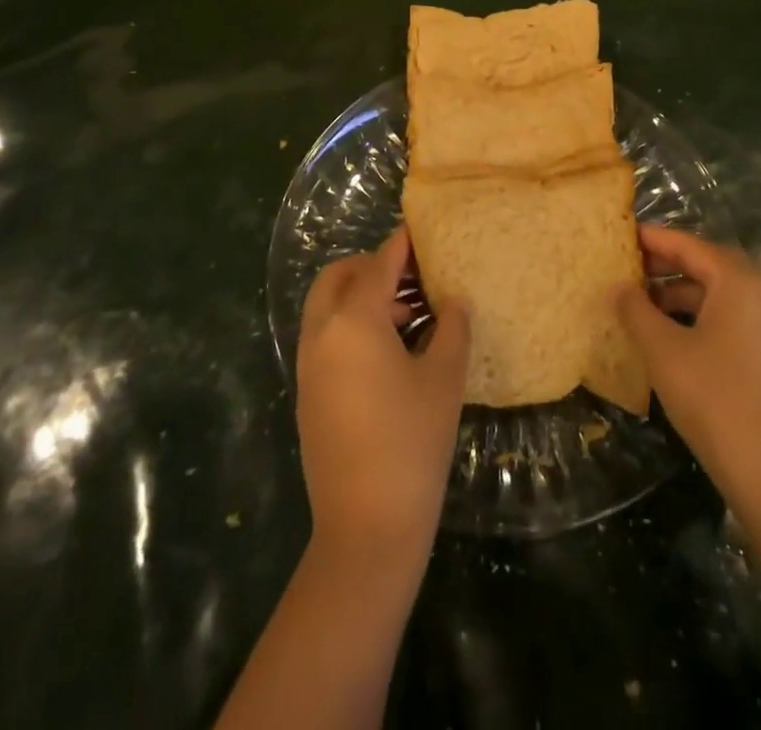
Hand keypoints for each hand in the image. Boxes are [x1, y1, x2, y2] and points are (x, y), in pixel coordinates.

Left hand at [297, 228, 469, 568]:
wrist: (366, 528)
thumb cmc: (412, 443)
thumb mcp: (444, 379)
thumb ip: (452, 328)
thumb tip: (453, 300)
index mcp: (353, 321)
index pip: (379, 264)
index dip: (403, 244)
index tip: (423, 231)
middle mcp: (321, 333)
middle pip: (339, 276)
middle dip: (373, 266)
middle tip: (412, 276)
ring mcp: (308, 365)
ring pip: (328, 306)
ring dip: (361, 296)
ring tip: (410, 316)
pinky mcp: (307, 393)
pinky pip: (325, 337)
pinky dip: (350, 325)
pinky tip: (390, 352)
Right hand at [616, 226, 760, 524]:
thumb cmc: (715, 400)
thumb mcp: (663, 351)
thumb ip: (636, 310)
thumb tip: (618, 286)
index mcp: (739, 283)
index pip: (690, 245)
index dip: (654, 239)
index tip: (623, 234)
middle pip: (709, 267)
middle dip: (668, 266)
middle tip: (629, 268)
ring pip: (722, 297)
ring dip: (683, 295)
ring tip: (644, 306)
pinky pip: (733, 322)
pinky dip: (702, 319)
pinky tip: (675, 340)